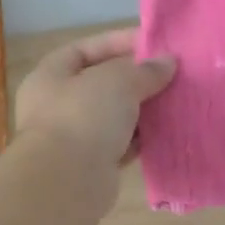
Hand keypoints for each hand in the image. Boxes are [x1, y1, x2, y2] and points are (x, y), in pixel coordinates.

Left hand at [14, 28, 174, 173]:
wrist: (67, 182)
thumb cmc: (84, 117)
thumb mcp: (117, 81)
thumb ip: (144, 70)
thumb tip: (167, 63)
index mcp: (50, 76)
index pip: (85, 49)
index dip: (118, 42)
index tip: (154, 44)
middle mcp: (57, 104)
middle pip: (101, 83)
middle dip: (135, 78)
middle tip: (171, 74)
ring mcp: (73, 137)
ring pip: (113, 116)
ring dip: (142, 109)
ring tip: (174, 100)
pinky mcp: (91, 165)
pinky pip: (121, 144)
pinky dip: (141, 138)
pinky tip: (166, 131)